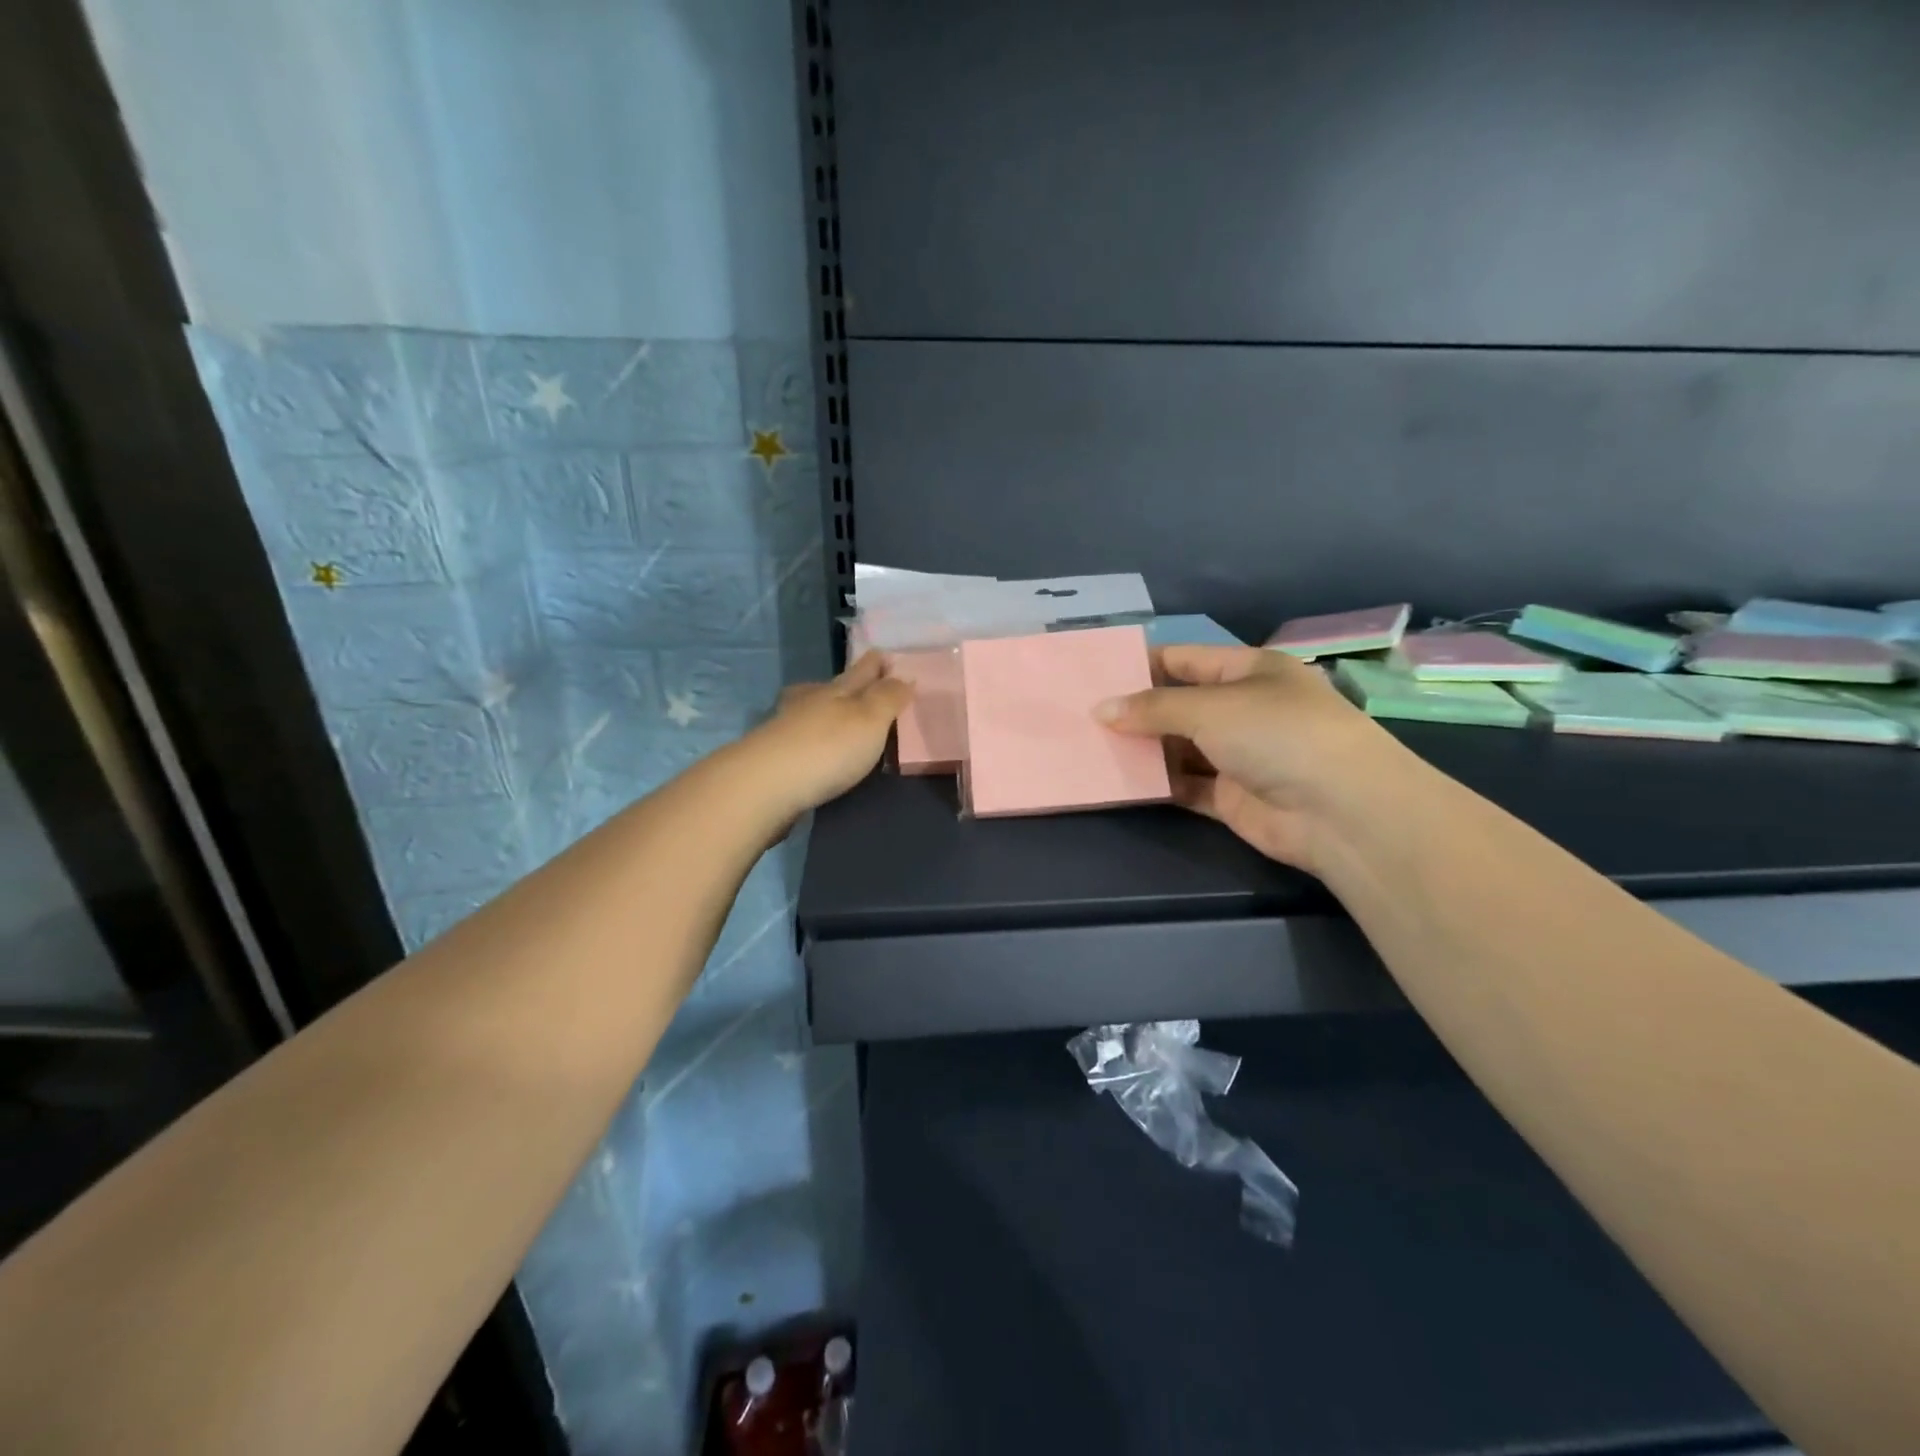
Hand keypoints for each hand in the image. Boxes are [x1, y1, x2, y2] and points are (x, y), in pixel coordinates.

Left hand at [739, 651, 914, 822]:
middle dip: (849, 681)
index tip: (886, 656)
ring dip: (825, 709)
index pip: (862, 669)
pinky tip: (814, 749)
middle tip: (864, 682)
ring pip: (810, 709)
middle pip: (832, 686)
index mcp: (837, 690)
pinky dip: (810, 737)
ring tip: (839, 718)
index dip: (876, 662)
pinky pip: (798, 738)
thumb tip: (903, 676)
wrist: (765, 785)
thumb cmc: (828, 748)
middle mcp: (809, 702)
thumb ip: (888, 697)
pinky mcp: (773, 756)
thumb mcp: (870, 719)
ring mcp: (786, 727)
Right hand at [1096, 645, 1401, 870]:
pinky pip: (1184, 784)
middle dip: (1136, 710)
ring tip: (1090, 745)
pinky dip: (1156, 783)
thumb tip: (1100, 710)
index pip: (1187, 659)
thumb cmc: (1277, 734)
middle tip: (1083, 714)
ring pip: (1179, 747)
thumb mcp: (1210, 708)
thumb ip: (1152, 708)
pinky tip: (1119, 780)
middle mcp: (1244, 709)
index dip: (1144, 664)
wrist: (1339, 811)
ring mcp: (1239, 755)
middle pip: (1179, 705)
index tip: (1097, 673)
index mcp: (1249, 671)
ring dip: (1142, 748)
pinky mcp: (1231, 797)